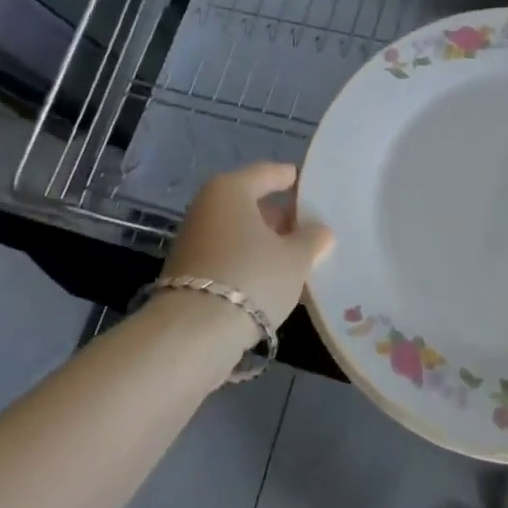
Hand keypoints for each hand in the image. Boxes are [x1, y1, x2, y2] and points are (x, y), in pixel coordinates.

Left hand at [161, 162, 333, 330]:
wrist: (193, 335)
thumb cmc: (252, 277)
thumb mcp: (295, 258)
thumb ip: (312, 240)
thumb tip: (320, 231)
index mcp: (232, 189)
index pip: (268, 173)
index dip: (292, 180)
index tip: (312, 189)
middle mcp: (207, 206)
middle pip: (251, 203)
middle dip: (280, 217)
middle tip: (310, 232)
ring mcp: (193, 239)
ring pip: (238, 232)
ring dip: (264, 243)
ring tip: (294, 260)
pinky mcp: (186, 271)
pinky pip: (227, 255)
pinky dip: (247, 261)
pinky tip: (268, 280)